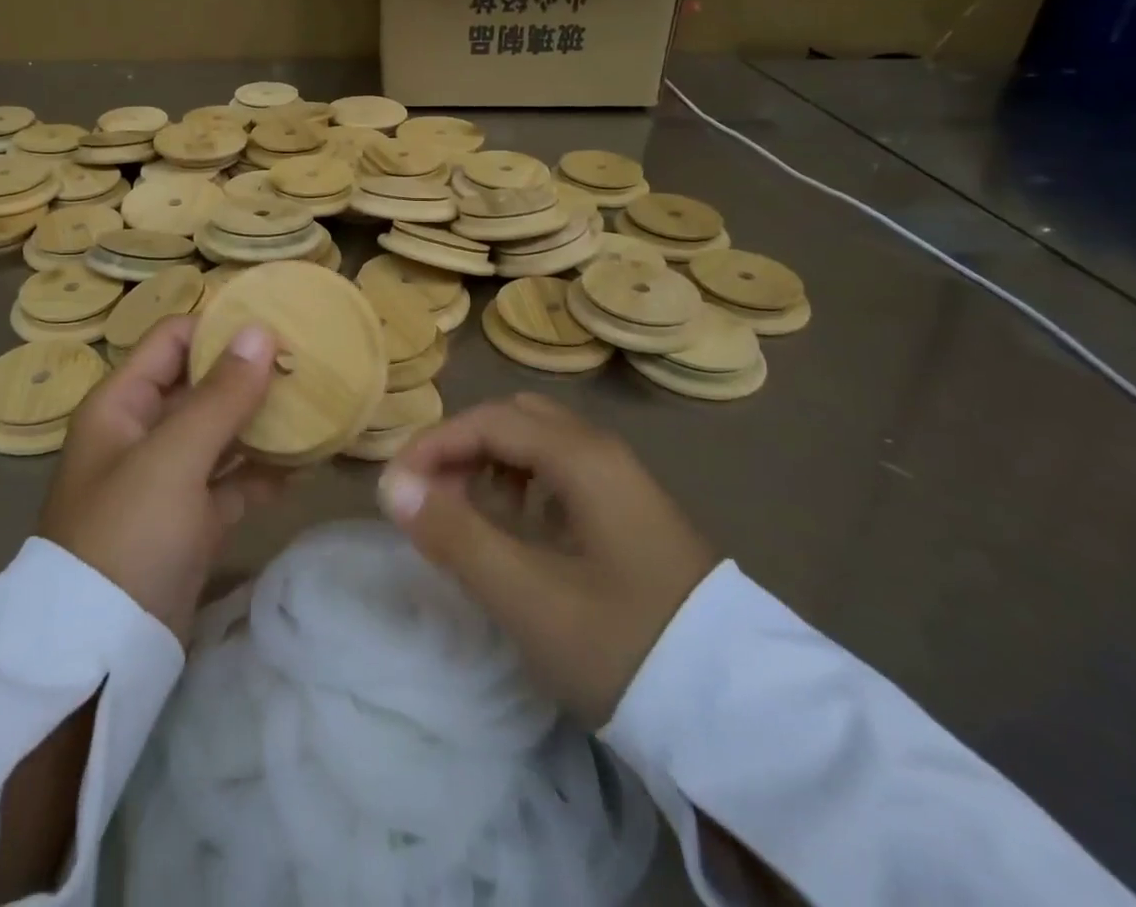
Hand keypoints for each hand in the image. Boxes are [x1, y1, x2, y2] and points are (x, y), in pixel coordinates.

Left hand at [38, 316, 283, 641]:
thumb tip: (261, 331)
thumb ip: (220, 395)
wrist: (100, 652)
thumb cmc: (129, 534)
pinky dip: (261, 473)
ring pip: (220, 433)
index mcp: (122, 404)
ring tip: (316, 406)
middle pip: (200, 385)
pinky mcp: (188, 520)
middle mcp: (141, 433)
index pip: (173, 340)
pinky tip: (303, 467)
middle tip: (308, 363)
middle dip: (249, 374)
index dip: (220, 327)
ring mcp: (166, 478)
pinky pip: (230, 481)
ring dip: (261, 422)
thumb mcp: (174, 457)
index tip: (277, 325)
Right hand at [377, 393, 718, 727]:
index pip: (488, 420)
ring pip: (538, 444)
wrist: (741, 715)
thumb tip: (393, 486)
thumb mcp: (528, 597)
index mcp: (582, 456)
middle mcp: (602, 452)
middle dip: (461, 446)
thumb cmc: (625, 645)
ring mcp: (621, 481)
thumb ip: (456, 536)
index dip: (433, 444)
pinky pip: (560, 472)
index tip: (395, 487)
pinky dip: (520, 484)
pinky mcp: (629, 513)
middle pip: (513, 419)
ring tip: (464, 512)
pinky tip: (515, 528)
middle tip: (430, 495)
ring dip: (490, 463)